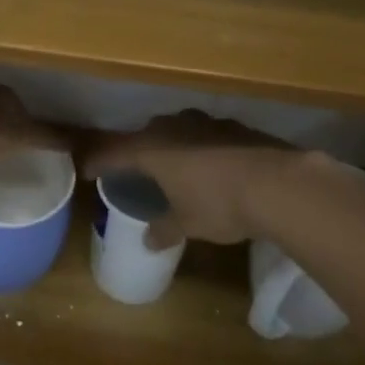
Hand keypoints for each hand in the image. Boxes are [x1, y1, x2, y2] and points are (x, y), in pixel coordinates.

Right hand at [81, 111, 306, 249]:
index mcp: (152, 149)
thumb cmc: (219, 204)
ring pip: (178, 129)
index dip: (99, 162)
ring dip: (172, 144)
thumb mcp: (187, 223)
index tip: (86, 169)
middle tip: (134, 168)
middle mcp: (173, 128)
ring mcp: (206, 123)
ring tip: (173, 163)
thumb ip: (164, 229)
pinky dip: (201, 147)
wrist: (279, 183)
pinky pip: (206, 134)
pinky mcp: (234, 126)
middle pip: (146, 135)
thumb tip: (149, 241)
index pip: (114, 153)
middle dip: (138, 150)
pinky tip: (211, 163)